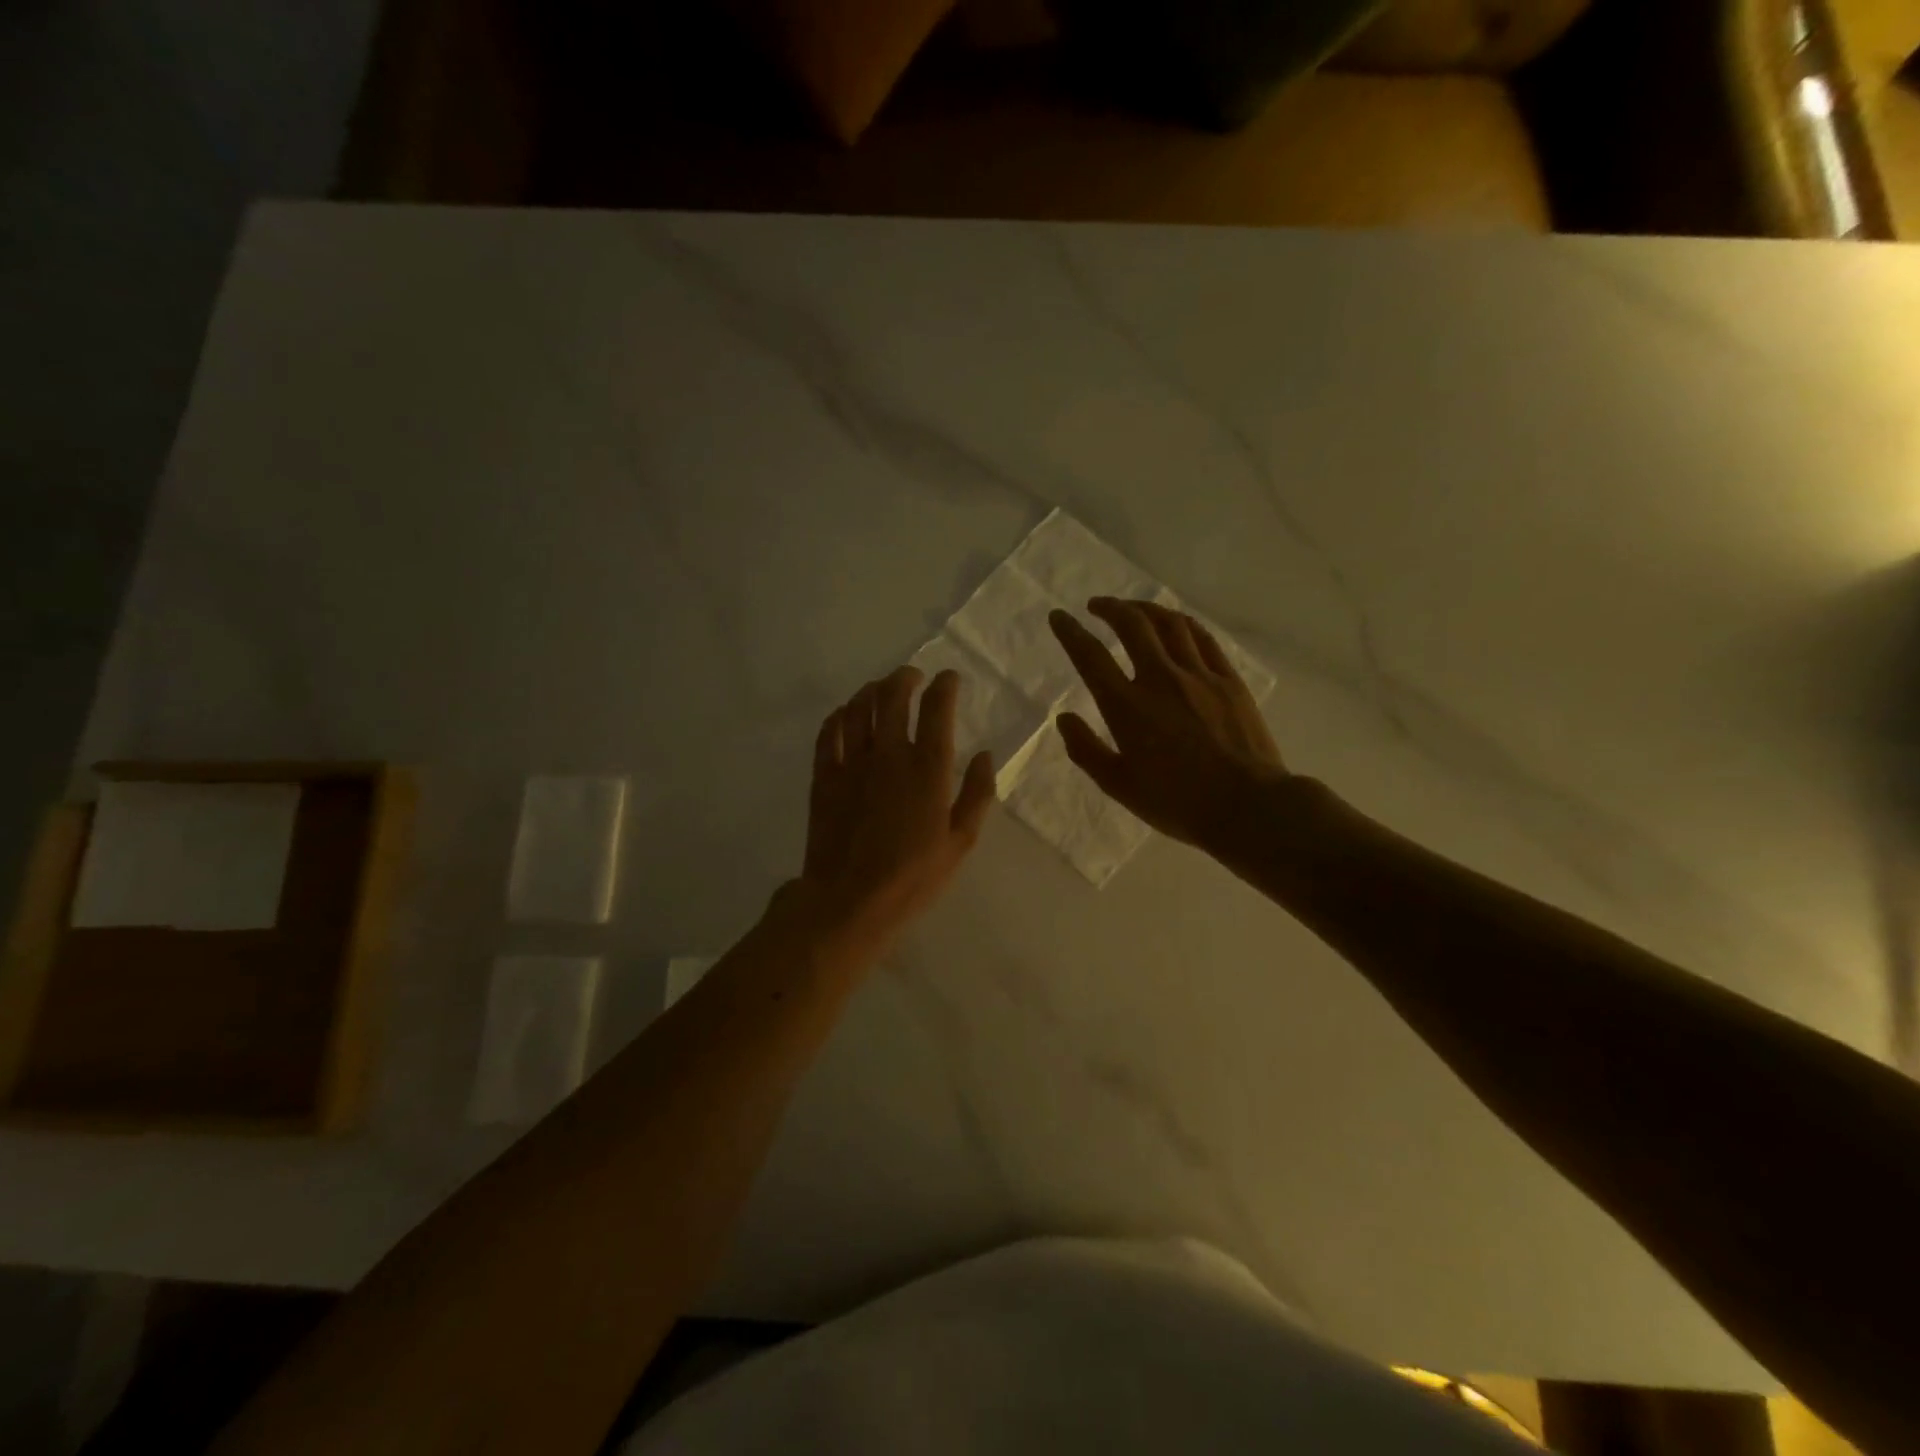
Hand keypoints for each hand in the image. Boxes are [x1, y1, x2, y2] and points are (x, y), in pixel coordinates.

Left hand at [797, 665, 996, 962]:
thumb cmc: (913, 877)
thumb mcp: (960, 842)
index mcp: (928, 768)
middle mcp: (890, 754)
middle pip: (893, 696)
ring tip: (880, 690)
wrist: (849, 901)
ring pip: (859, 707)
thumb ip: (977, 794)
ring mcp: (852, 762)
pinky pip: (828, 733)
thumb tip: (986, 755)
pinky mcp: (824, 776)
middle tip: (912, 677)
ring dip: (871, 691)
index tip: (949, 679)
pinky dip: (839, 716)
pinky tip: (845, 715)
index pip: (937, 708)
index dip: (945, 686)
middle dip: (905, 678)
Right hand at [1047, 596, 1290, 852]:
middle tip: (1096, 606)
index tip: (1058, 617)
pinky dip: (1183, 623)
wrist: (1247, 806)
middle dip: (1109, 608)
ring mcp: (1199, 675)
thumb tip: (1063, 718)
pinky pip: (1203, 638)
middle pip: (1132, 625)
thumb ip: (1086, 750)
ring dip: (1145, 608)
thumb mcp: (1119, 786)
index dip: (1070, 632)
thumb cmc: (1177, 802)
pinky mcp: (1229, 680)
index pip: (1091, 657)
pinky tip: (1176, 623)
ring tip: (1133, 609)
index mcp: (1127, 707)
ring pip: (1169, 624)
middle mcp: (1160, 679)